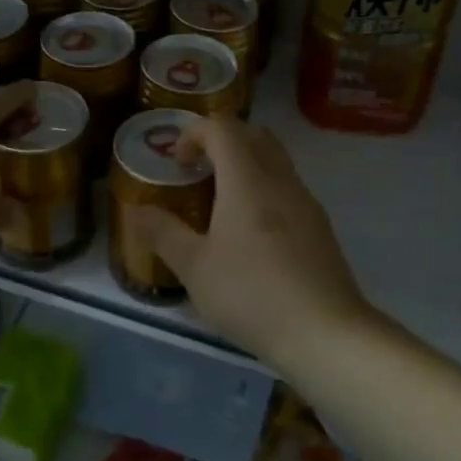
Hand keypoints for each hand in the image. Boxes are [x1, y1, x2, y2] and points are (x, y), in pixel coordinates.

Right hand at [131, 115, 370, 365]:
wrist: (326, 332)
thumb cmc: (252, 294)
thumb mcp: (195, 268)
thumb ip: (163, 233)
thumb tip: (135, 210)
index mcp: (247, 178)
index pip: (222, 127)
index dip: (194, 132)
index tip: (177, 162)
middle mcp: (280, 179)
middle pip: (253, 134)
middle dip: (222, 142)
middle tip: (198, 172)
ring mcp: (306, 201)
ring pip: (275, 160)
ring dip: (246, 165)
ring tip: (222, 204)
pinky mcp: (320, 226)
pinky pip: (288, 187)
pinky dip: (265, 190)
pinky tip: (252, 235)